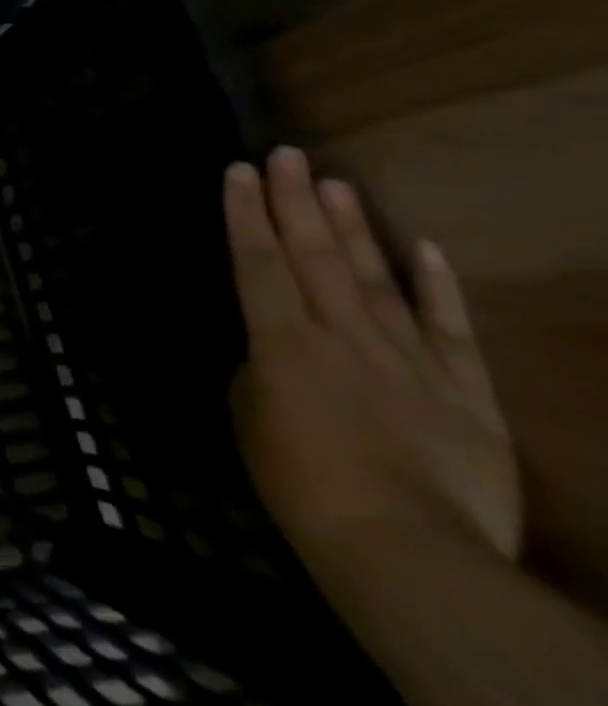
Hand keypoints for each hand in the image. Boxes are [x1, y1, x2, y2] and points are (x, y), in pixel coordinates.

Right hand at [224, 149, 520, 569]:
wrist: (409, 551)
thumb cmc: (301, 484)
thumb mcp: (250, 419)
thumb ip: (258, 372)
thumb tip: (270, 353)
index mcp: (282, 340)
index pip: (257, 260)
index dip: (245, 212)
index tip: (238, 170)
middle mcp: (342, 334)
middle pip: (314, 254)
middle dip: (295, 200)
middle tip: (286, 155)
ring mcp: (409, 359)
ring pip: (374, 277)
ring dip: (353, 227)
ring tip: (335, 182)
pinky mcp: (466, 393)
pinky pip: (450, 329)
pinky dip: (438, 287)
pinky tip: (425, 248)